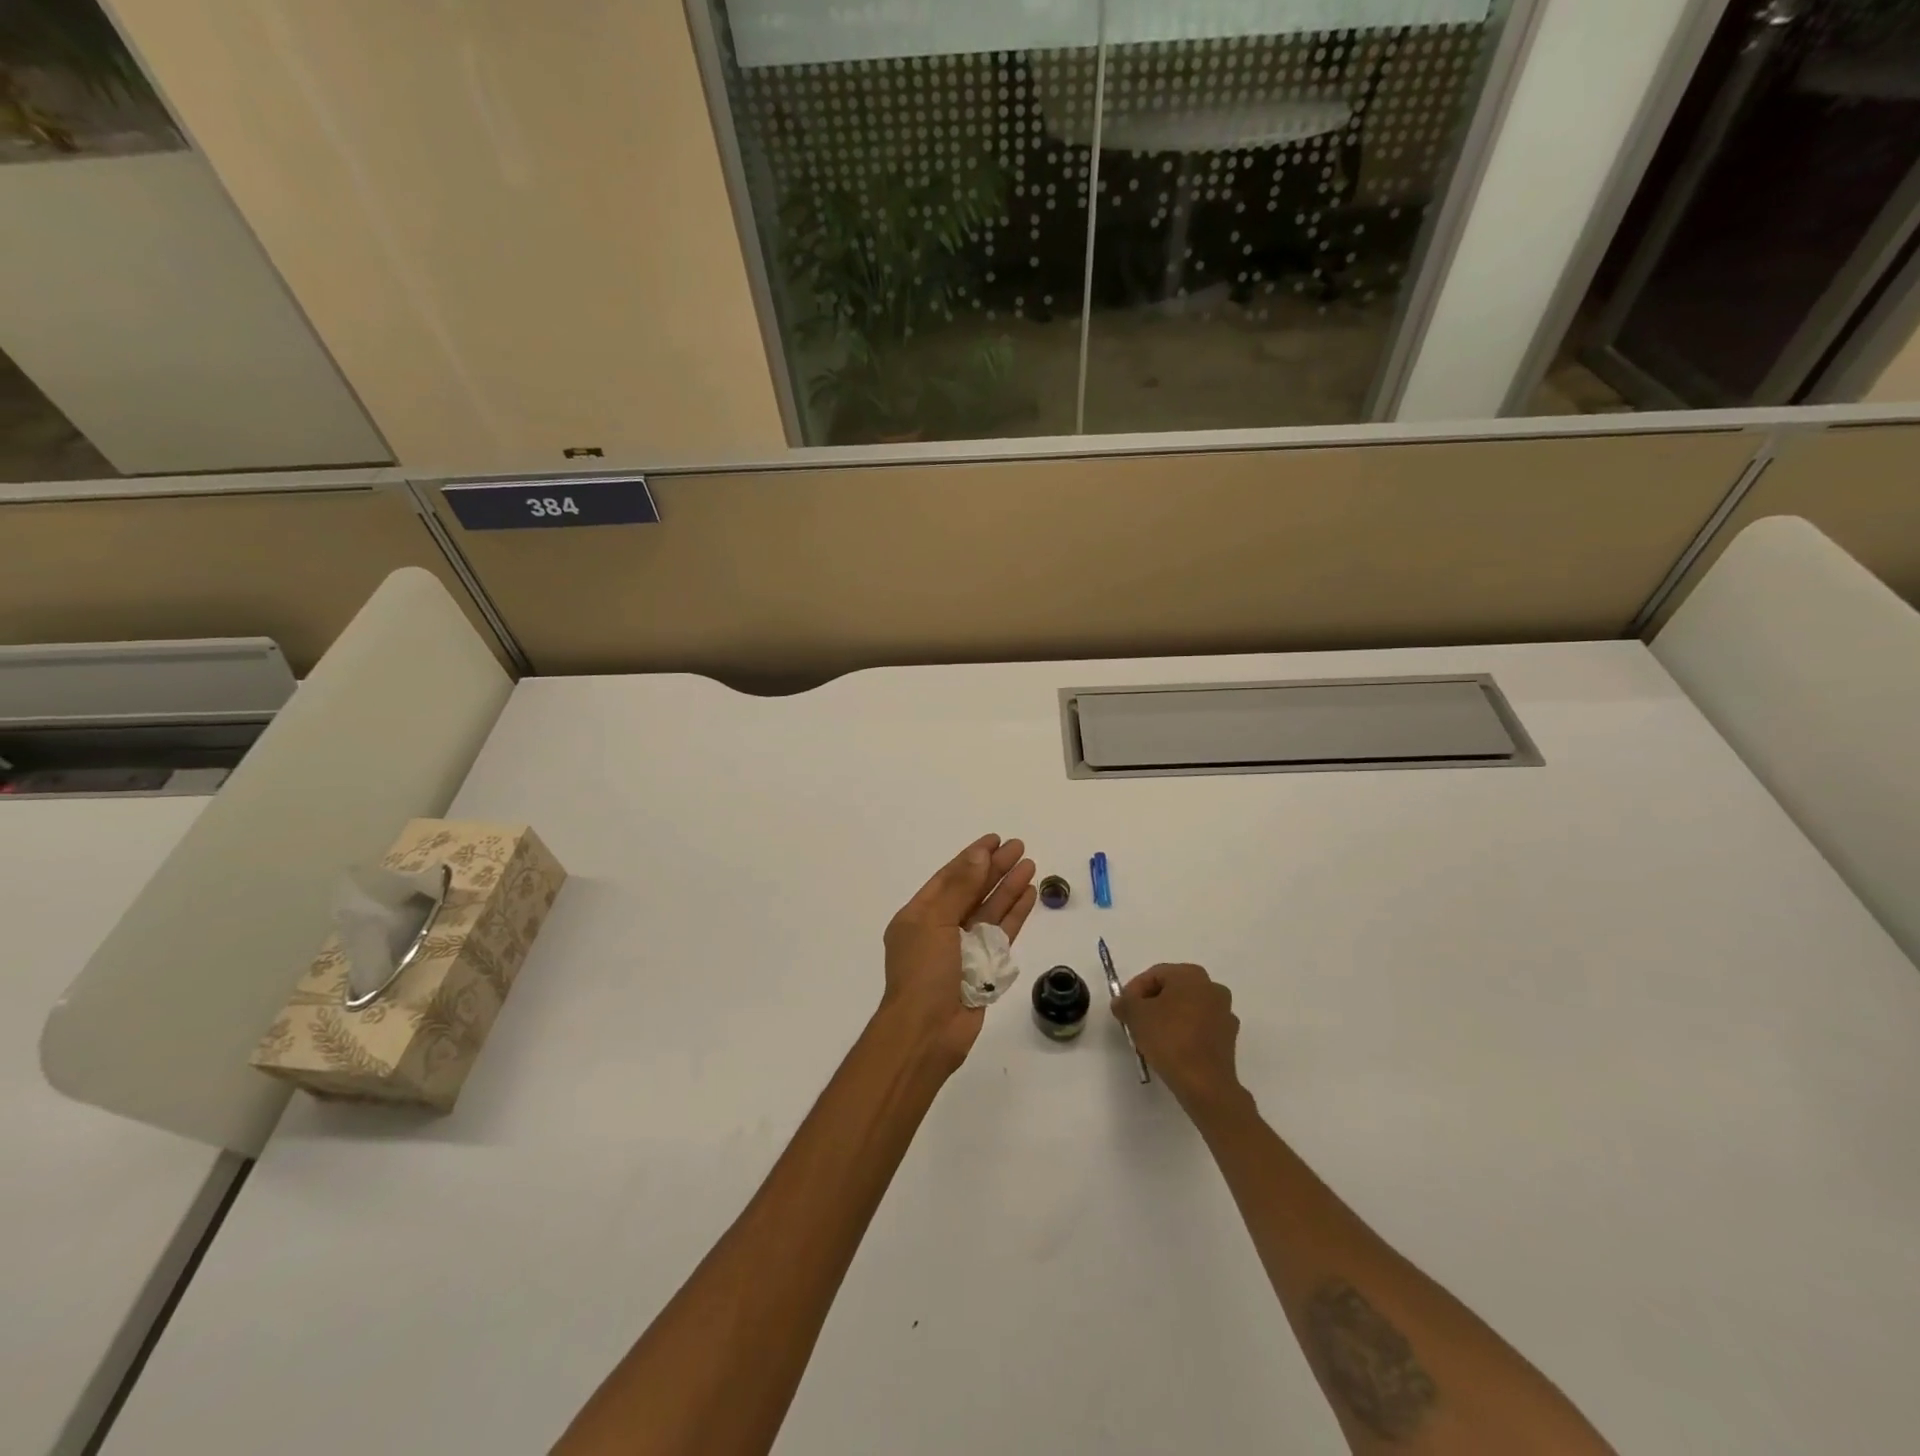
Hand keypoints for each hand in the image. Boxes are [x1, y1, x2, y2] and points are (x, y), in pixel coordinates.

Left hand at [880, 835, 1036, 1071]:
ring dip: (1008, 887)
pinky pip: (1002, 934)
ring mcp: (963, 949)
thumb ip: (960, 887)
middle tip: (1020, 847)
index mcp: (919, 915)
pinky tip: (1029, 895)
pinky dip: (1015, 914)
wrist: (926, 1033)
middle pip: (972, 890)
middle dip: (994, 869)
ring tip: (1030, 865)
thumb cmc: (923, 972)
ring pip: (990, 910)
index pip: (949, 877)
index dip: (972, 857)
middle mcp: (941, 928)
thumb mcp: (935, 922)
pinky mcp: (984, 968)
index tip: (995, 840)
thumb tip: (979, 853)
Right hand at [1113, 964, 1243, 1112]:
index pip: (1154, 975)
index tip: (1124, 1010)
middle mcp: (1212, 987)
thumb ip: (1125, 1002)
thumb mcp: (1135, 1015)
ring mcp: (1225, 1013)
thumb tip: (1122, 1002)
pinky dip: (1186, 1033)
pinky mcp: (1229, 1038)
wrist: (1204, 1083)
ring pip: (1188, 1009)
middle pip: (1173, 990)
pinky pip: (1201, 1027)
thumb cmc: (1169, 1038)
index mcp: (1191, 975)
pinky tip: (1173, 1049)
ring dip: (1170, 1018)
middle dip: (1152, 1003)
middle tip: (1136, 1021)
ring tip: (1153, 1037)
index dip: (1134, 991)